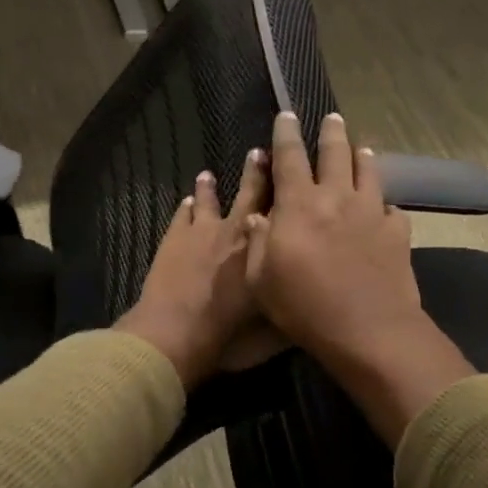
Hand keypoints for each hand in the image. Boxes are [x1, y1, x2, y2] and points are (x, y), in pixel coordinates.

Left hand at [116, 150, 273, 388]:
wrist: (175, 334)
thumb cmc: (229, 336)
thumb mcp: (274, 332)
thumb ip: (293, 310)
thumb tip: (313, 299)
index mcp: (264, 250)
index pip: (283, 211)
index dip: (289, 190)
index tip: (294, 170)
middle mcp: (237, 232)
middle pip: (249, 194)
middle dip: (256, 172)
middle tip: (259, 151)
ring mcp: (201, 232)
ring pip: (208, 200)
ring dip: (210, 187)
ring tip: (208, 173)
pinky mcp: (174, 238)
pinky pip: (182, 215)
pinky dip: (186, 207)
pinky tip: (186, 201)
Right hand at [244, 111, 471, 445]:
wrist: (368, 330)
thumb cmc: (304, 307)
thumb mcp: (260, 280)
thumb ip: (257, 243)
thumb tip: (258, 216)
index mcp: (299, 205)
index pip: (289, 158)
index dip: (286, 134)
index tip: (286, 115)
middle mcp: (337, 198)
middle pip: (335, 153)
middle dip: (331, 132)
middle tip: (332, 117)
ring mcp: (371, 213)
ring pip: (369, 172)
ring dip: (362, 157)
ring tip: (361, 148)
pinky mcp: (397, 233)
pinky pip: (393, 210)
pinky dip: (386, 205)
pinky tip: (386, 209)